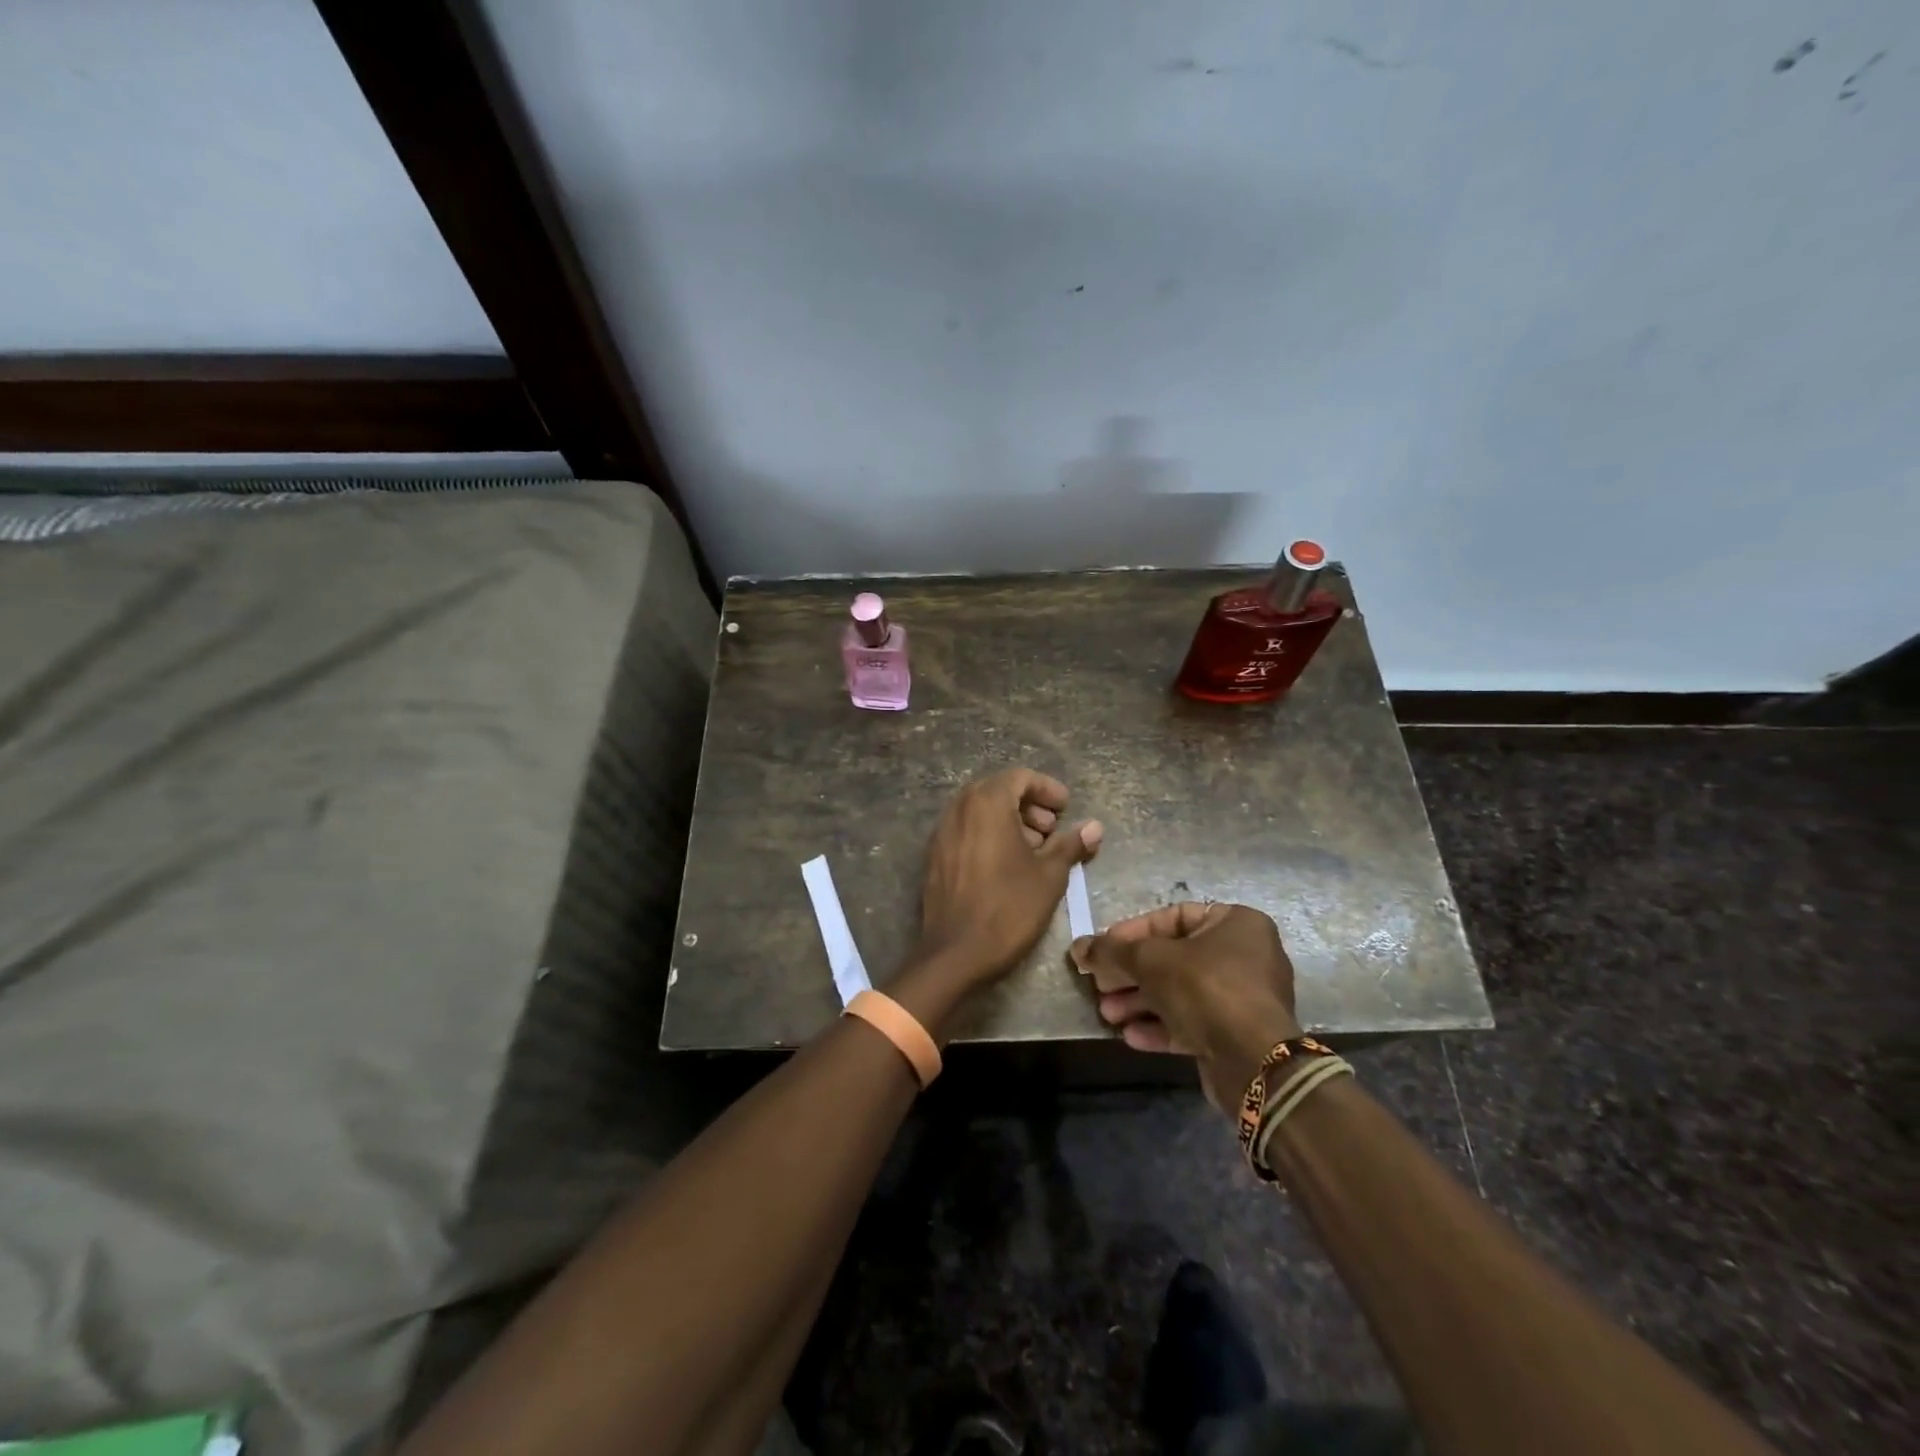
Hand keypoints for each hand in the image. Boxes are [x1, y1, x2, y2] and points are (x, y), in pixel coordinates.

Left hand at [914, 768, 1102, 989]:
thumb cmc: (1008, 908)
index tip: (1066, 809)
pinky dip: (988, 835)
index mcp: (986, 803)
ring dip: (1009, 821)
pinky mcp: (934, 856)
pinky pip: (965, 831)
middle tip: (1052, 830)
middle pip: (998, 791)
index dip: (1047, 789)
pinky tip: (1007, 865)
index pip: (1020, 778)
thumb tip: (1094, 827)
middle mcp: (959, 808)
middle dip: (1029, 805)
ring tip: (1034, 850)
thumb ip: (1071, 844)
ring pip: (979, 811)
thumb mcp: (1049, 876)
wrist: (955, 953)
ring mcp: (942, 832)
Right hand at [1071, 902, 1302, 1111]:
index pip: (1173, 917)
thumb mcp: (1150, 960)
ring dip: (1139, 1002)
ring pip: (1179, 992)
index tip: (1104, 949)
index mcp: (1236, 924)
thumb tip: (1078, 948)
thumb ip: (1112, 951)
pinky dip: (1160, 1026)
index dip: (1133, 932)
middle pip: (1173, 958)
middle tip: (1100, 985)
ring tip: (1108, 1014)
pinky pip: (1192, 1022)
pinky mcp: (1236, 1034)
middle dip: (1131, 973)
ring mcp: (1242, 998)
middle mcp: (1245, 956)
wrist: (1253, 1061)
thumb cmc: (1205, 989)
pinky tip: (1130, 1036)